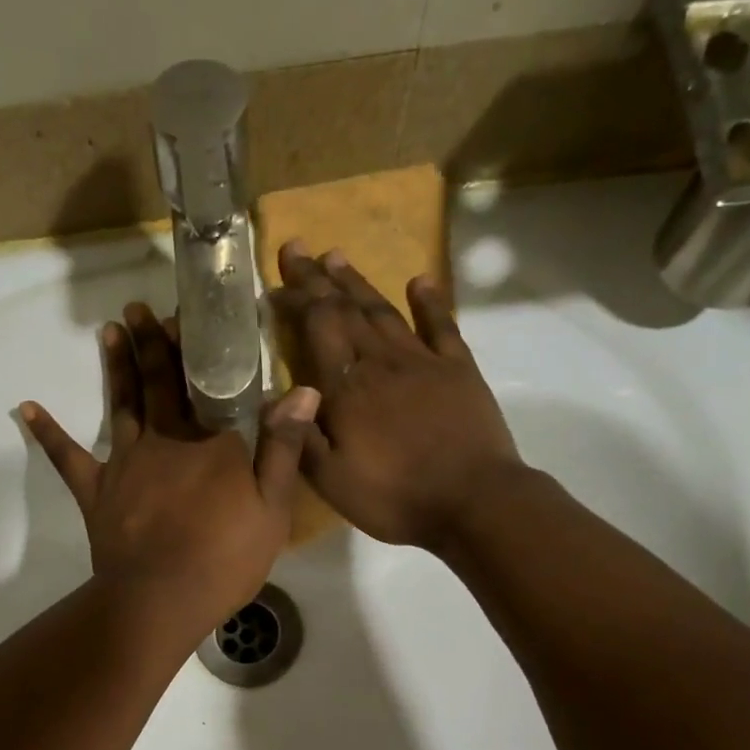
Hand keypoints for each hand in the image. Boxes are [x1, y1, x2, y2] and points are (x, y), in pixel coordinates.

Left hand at [22, 303, 320, 640]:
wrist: (162, 598)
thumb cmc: (226, 558)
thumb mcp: (273, 508)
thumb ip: (284, 447)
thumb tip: (302, 388)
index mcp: (212, 441)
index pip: (208, 384)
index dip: (200, 348)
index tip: (191, 313)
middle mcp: (166, 439)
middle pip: (160, 383)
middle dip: (152, 343)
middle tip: (141, 307)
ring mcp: (126, 463)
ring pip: (122, 404)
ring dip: (116, 366)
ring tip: (110, 329)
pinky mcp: (96, 491)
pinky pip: (68, 458)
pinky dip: (48, 433)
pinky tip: (27, 407)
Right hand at [271, 242, 527, 550]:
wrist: (474, 501)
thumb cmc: (395, 497)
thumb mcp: (332, 481)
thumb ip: (301, 437)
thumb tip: (276, 395)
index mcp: (348, 389)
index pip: (316, 327)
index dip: (295, 300)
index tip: (275, 282)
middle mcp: (382, 363)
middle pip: (346, 309)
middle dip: (318, 278)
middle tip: (297, 248)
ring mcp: (424, 362)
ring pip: (384, 311)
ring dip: (358, 283)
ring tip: (337, 256)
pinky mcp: (459, 370)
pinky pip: (441, 325)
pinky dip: (429, 300)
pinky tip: (419, 280)